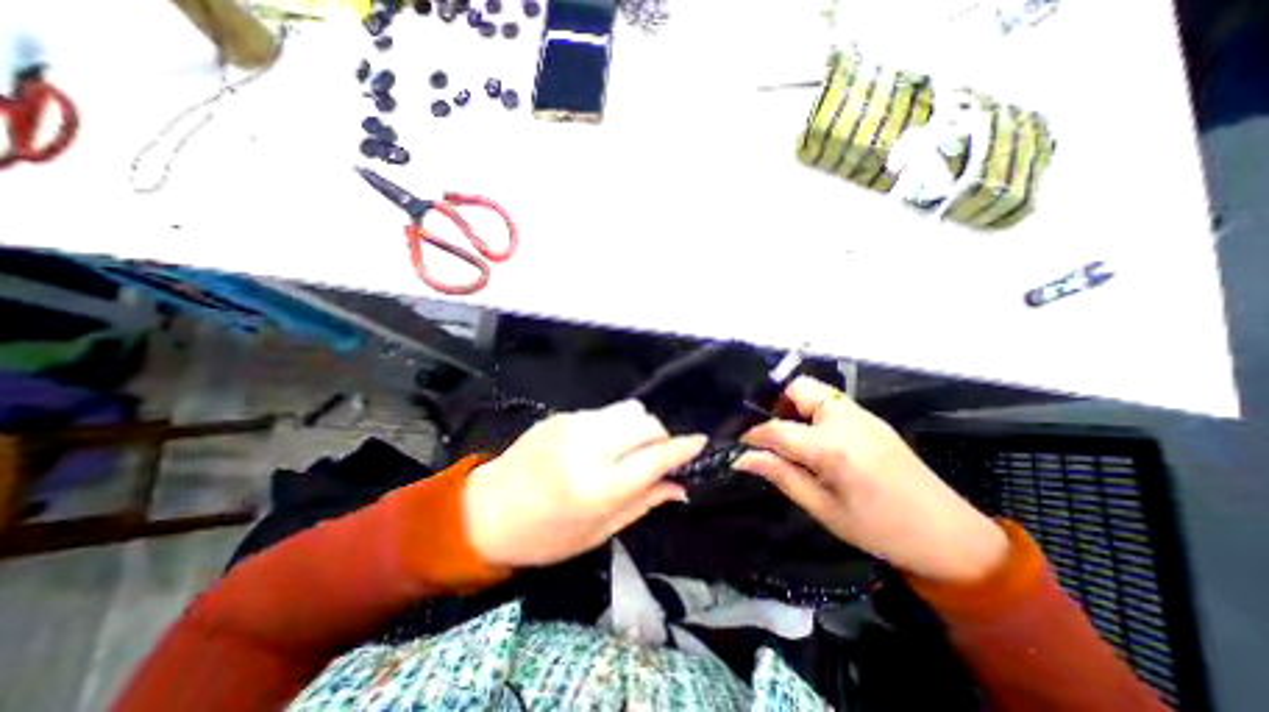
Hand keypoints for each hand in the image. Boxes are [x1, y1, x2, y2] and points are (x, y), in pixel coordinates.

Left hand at [465, 399, 710, 565]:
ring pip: (628, 410)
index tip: (700, 443)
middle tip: (656, 457)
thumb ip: (643, 503)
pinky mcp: (561, 415)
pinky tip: (602, 446)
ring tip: (628, 451)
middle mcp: (586, 446)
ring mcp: (572, 424)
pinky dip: (616, 427)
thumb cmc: (543, 536)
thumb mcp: (597, 532)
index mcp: (596, 486)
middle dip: (659, 437)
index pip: (653, 457)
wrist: (484, 511)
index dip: (682, 449)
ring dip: (639, 429)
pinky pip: (606, 413)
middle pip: (645, 422)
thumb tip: (679, 486)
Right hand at [740, 379, 1006, 584]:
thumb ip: (781, 475)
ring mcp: (862, 415)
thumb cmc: (880, 530)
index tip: (740, 446)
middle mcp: (846, 419)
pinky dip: (813, 414)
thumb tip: (742, 459)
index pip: (777, 429)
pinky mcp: (871, 419)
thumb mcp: (823, 508)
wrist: (950, 536)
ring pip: (815, 392)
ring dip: (795, 409)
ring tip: (792, 441)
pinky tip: (816, 442)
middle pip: (798, 388)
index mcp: (833, 447)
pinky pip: (831, 403)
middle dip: (776, 406)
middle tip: (771, 438)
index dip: (753, 436)